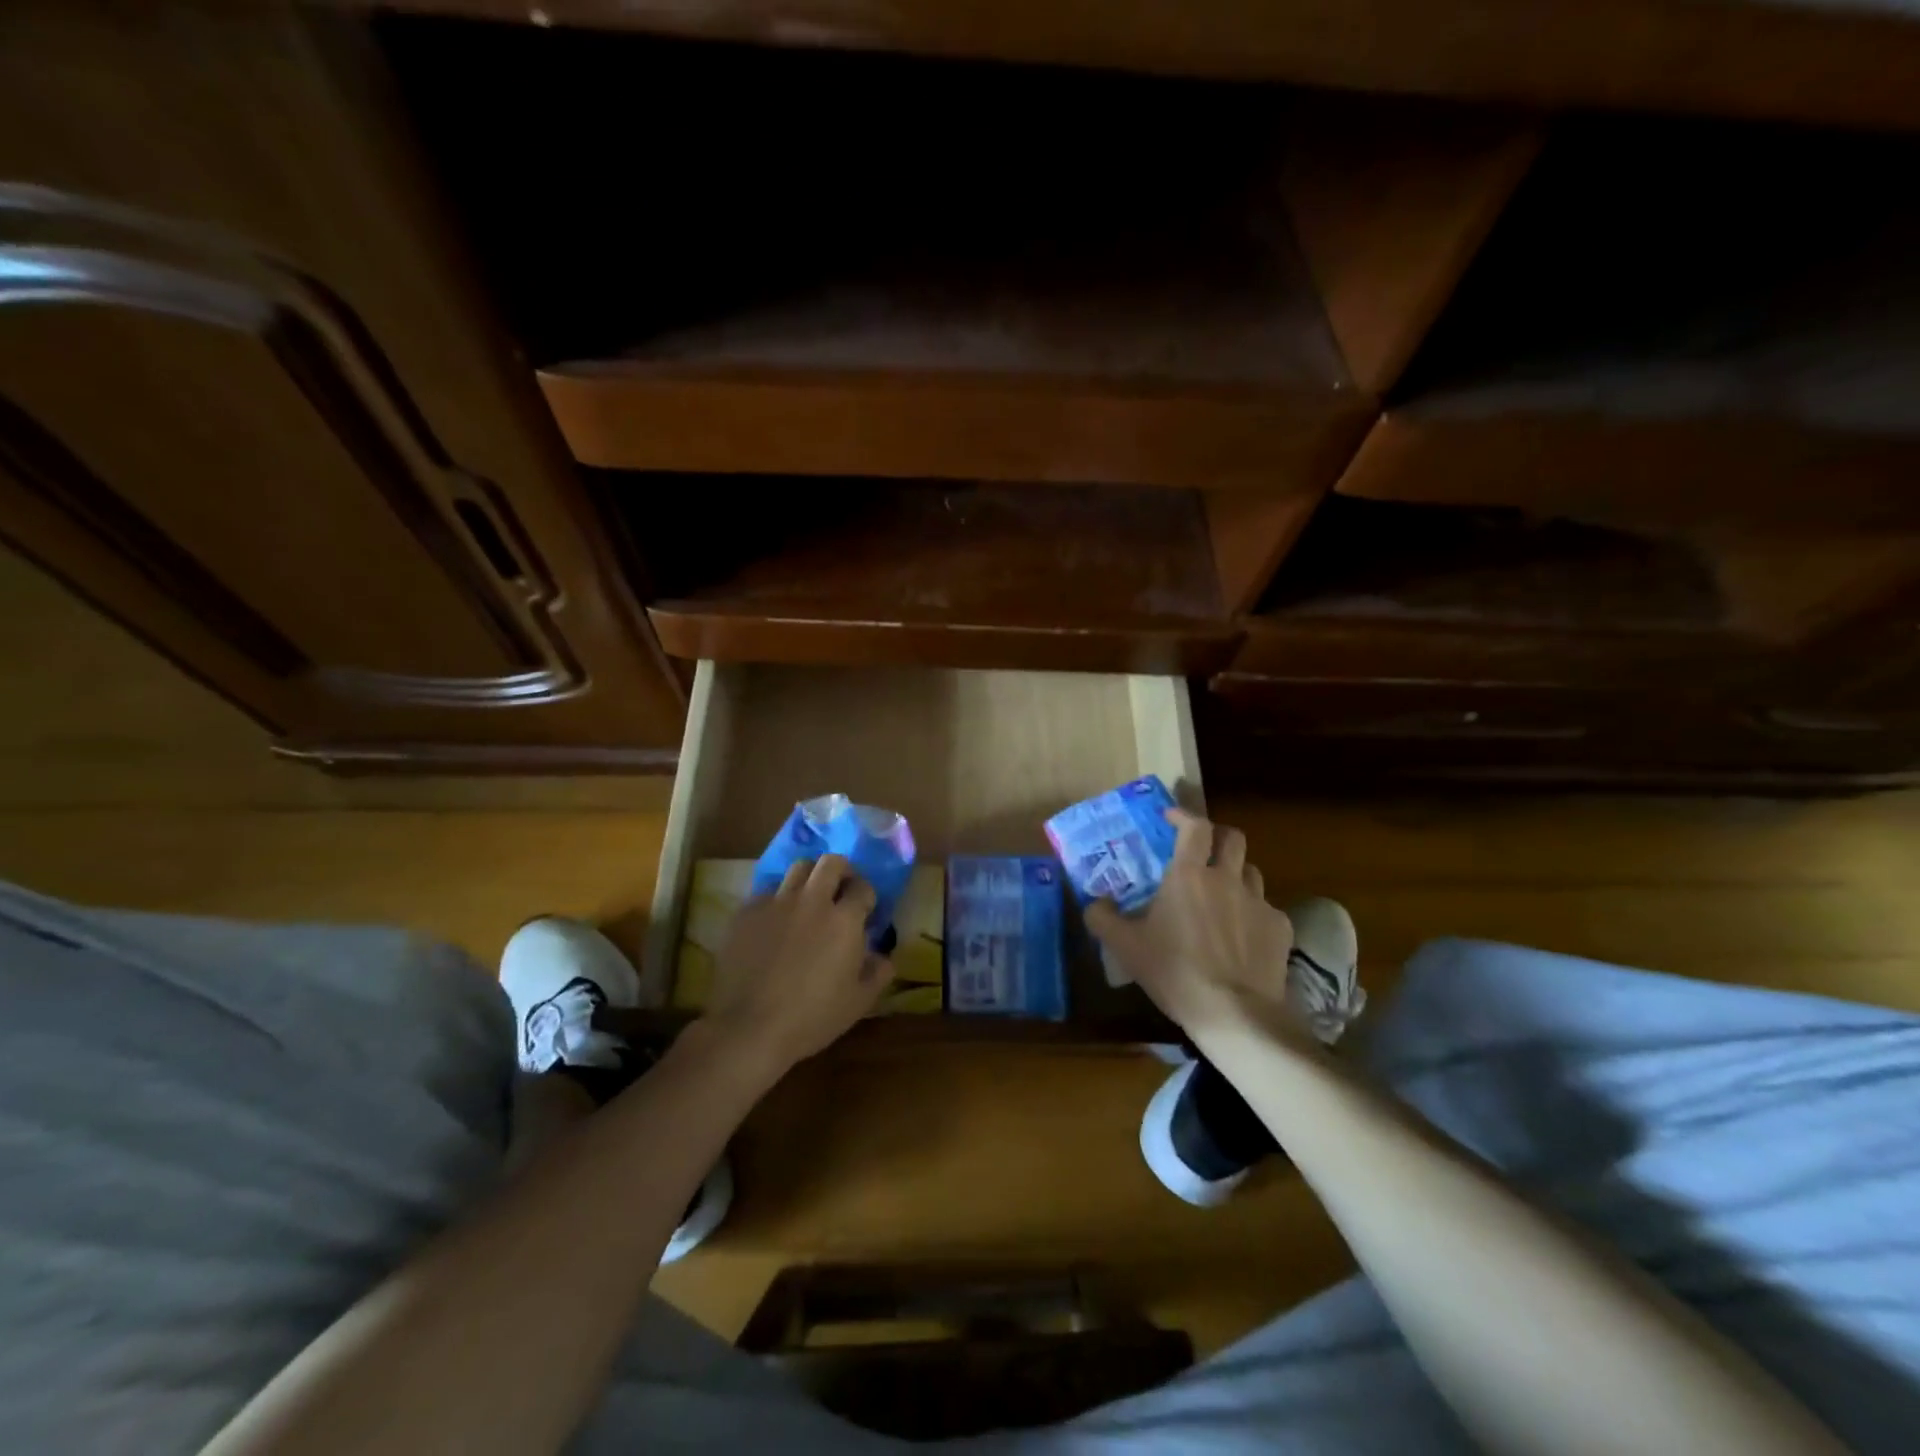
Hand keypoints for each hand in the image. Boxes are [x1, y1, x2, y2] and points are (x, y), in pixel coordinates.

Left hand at [703, 854, 894, 1072]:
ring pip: (797, 869)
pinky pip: (766, 892)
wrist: (749, 1028)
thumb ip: (878, 973)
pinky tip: (774, 922)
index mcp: (844, 920)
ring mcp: (776, 903)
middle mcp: (812, 901)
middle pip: (831, 862)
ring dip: (809, 878)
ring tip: (808, 899)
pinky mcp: (746, 912)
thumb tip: (884, 957)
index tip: (866, 910)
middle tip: (840, 890)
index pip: (863, 887)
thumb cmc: (811, 1018)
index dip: (867, 896)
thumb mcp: (858, 1003)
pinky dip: (777, 900)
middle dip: (841, 871)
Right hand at [1085, 809, 1294, 1042]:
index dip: (1184, 816)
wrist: (1235, 1013)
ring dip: (1236, 874)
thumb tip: (1092, 903)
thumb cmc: (1175, 972)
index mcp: (1189, 875)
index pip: (1195, 826)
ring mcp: (1259, 902)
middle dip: (1217, 836)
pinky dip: (1253, 913)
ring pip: (1251, 872)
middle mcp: (1227, 879)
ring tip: (1222, 893)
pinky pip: (1266, 909)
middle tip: (1202, 850)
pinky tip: (1243, 936)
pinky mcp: (1280, 928)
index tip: (1171, 818)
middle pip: (1232, 838)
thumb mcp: (1125, 947)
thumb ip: (1103, 918)